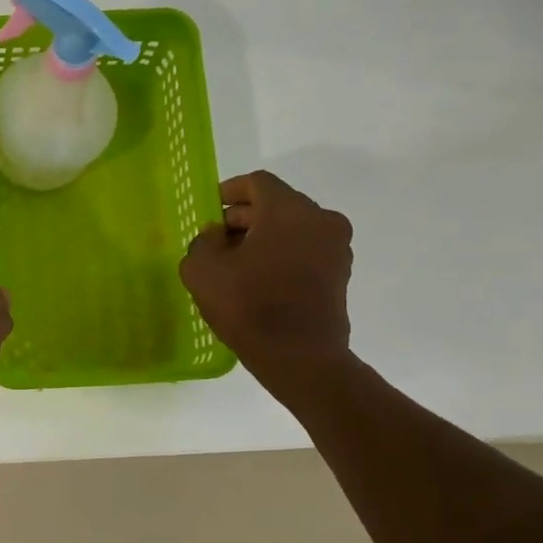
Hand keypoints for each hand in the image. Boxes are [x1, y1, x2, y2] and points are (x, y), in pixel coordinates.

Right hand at [179, 172, 353, 395]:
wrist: (300, 359)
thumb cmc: (249, 307)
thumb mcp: (203, 270)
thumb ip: (202, 241)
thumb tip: (217, 235)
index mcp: (290, 211)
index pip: (256, 183)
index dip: (227, 192)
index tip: (208, 212)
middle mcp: (321, 220)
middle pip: (275, 204)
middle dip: (242, 218)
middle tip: (215, 242)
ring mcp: (336, 248)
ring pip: (291, 228)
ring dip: (261, 238)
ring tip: (233, 265)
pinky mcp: (339, 274)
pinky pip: (303, 250)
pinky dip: (280, 255)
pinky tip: (256, 281)